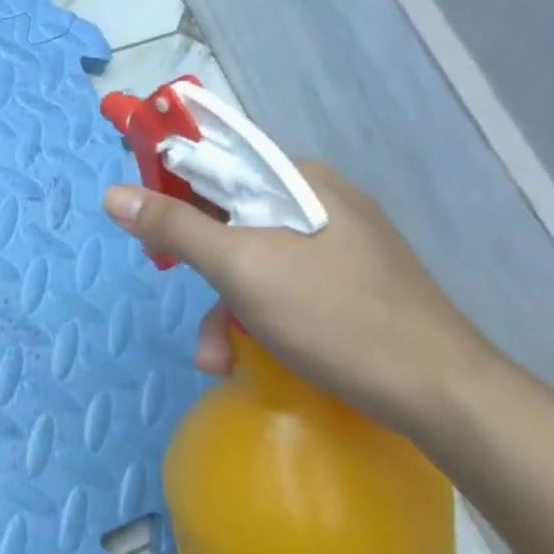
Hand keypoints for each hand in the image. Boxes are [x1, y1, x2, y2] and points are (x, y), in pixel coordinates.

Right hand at [104, 162, 498, 441]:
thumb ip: (177, 227)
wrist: (440, 393)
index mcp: (303, 181)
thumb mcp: (243, 268)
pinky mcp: (346, 288)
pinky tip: (243, 358)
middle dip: (199, 265)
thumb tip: (114, 194)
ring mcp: (337, 248)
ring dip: (222, 307)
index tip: (146, 220)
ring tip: (215, 357)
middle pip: (232, 217)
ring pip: (253, 260)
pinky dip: (254, 320)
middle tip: (175, 289)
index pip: (221, 160)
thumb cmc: (336, 316)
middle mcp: (320, 204)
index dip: (174, 183)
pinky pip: (279, 288)